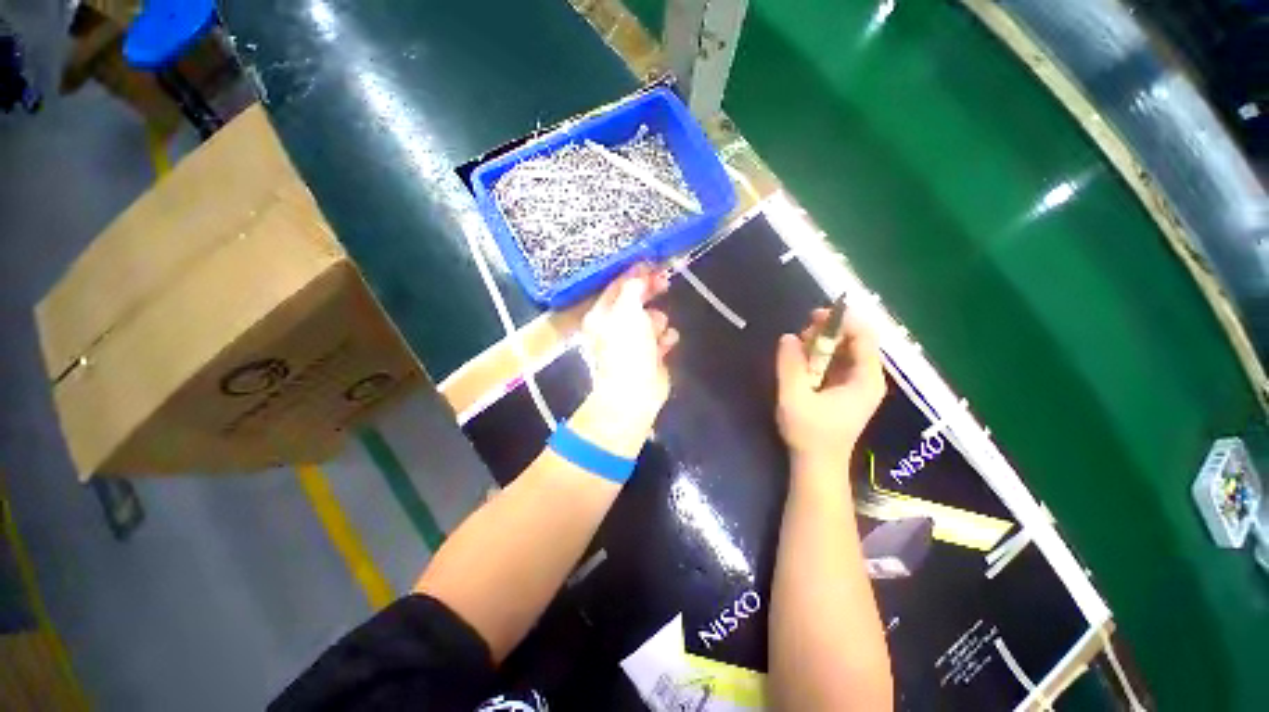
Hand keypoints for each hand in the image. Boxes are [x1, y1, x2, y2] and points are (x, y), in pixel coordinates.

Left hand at [581, 264, 677, 434]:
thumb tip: (639, 273)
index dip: (633, 274)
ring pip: (650, 320)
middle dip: (649, 293)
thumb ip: (633, 288)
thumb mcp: (626, 310)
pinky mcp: (649, 356)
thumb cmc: (626, 348)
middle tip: (664, 282)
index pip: (616, 287)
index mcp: (601, 316)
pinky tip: (666, 344)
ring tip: (657, 330)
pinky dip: (665, 339)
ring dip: (657, 321)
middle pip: (634, 302)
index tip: (652, 263)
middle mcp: (614, 328)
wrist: (635, 393)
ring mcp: (632, 343)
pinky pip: (661, 338)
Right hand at [775, 308, 885, 472]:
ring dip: (820, 344)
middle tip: (800, 335)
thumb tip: (788, 337)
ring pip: (843, 351)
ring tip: (797, 349)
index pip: (864, 336)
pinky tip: (801, 362)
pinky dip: (819, 357)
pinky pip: (835, 363)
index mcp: (865, 379)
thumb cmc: (809, 433)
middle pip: (854, 341)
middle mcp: (867, 378)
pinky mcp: (844, 390)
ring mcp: (856, 385)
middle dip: (827, 332)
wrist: (817, 464)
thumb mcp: (794, 397)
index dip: (842, 321)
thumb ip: (790, 365)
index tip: (814, 317)